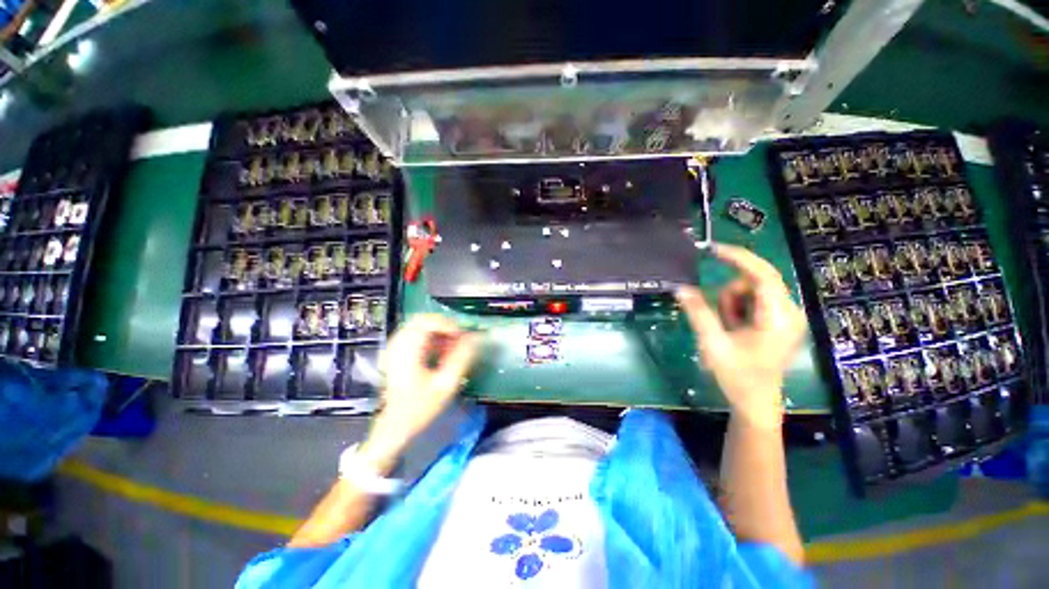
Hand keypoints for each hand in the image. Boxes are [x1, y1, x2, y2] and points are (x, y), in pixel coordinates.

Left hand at [362, 315, 479, 464]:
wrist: (394, 427)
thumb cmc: (420, 408)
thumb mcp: (446, 385)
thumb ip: (461, 358)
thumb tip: (475, 338)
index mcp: (407, 351)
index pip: (427, 322)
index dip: (448, 325)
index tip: (463, 337)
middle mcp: (398, 345)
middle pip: (423, 320)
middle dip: (445, 327)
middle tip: (459, 340)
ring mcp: (395, 348)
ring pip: (420, 327)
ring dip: (439, 333)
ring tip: (452, 348)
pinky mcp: (396, 353)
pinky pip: (416, 336)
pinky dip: (431, 339)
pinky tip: (440, 353)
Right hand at [676, 244, 806, 427]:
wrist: (755, 402)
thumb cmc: (738, 376)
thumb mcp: (713, 343)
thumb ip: (698, 312)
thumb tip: (680, 288)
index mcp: (779, 317)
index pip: (763, 275)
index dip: (738, 258)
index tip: (712, 249)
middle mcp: (789, 312)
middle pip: (754, 282)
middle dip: (729, 295)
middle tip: (720, 319)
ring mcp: (785, 316)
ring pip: (750, 291)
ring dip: (731, 305)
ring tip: (727, 329)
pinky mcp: (778, 320)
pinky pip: (752, 301)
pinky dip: (736, 310)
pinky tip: (734, 329)